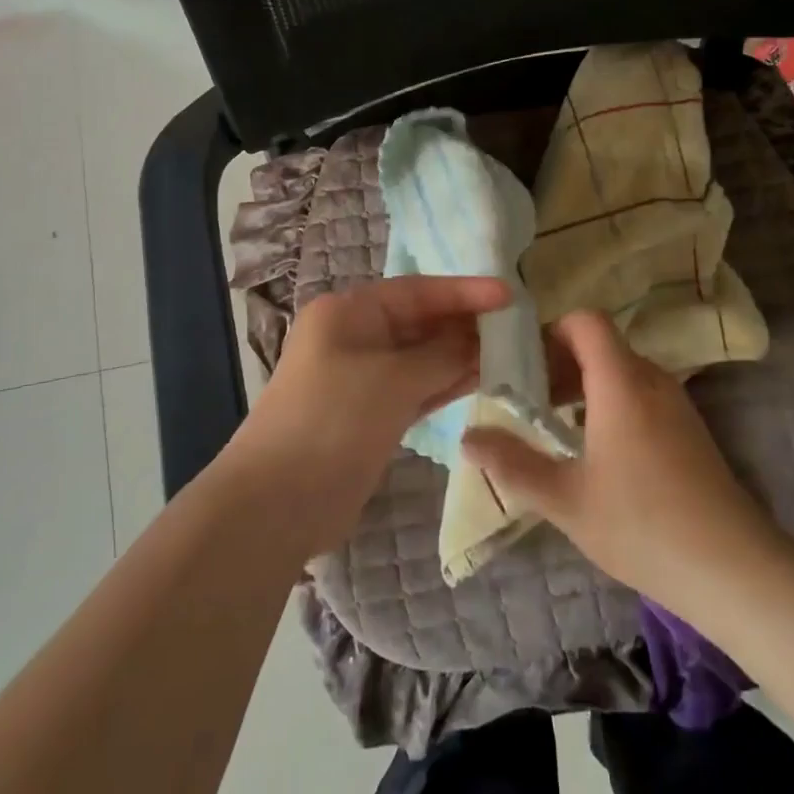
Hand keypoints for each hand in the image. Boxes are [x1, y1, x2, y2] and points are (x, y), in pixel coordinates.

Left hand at [228, 275, 510, 556]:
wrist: (277, 503)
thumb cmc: (333, 421)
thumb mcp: (393, 380)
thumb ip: (442, 355)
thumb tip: (479, 342)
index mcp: (348, 312)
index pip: (417, 291)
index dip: (464, 292)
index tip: (509, 295)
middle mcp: (354, 337)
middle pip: (419, 322)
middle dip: (464, 324)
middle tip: (517, 328)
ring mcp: (362, 378)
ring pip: (421, 357)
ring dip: (460, 356)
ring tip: (510, 353)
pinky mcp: (370, 414)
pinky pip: (416, 388)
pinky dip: (445, 384)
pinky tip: (482, 379)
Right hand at [462, 310, 778, 613]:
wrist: (731, 566)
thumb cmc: (641, 525)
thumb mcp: (565, 499)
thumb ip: (513, 464)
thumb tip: (468, 438)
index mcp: (620, 382)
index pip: (586, 322)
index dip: (551, 330)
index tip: (522, 362)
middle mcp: (651, 380)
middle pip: (601, 345)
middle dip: (560, 363)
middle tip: (527, 400)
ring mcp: (675, 403)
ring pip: (621, 370)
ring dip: (585, 385)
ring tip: (555, 426)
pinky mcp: (688, 427)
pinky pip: (641, 393)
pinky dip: (611, 402)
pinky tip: (596, 450)